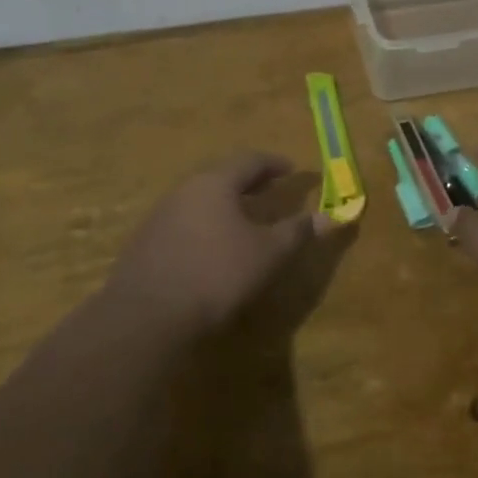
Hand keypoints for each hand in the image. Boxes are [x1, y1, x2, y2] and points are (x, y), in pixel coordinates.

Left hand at [103, 152, 331, 336]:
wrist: (146, 317)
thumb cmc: (216, 274)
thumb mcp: (268, 254)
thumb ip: (297, 232)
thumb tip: (331, 216)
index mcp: (215, 183)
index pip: (250, 160)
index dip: (275, 164)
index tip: (293, 170)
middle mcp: (184, 190)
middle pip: (222, 176)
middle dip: (249, 182)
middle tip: (271, 190)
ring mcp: (160, 216)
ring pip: (201, 200)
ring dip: (226, 204)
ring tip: (245, 219)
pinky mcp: (146, 244)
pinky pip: (185, 222)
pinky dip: (207, 225)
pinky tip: (213, 248)